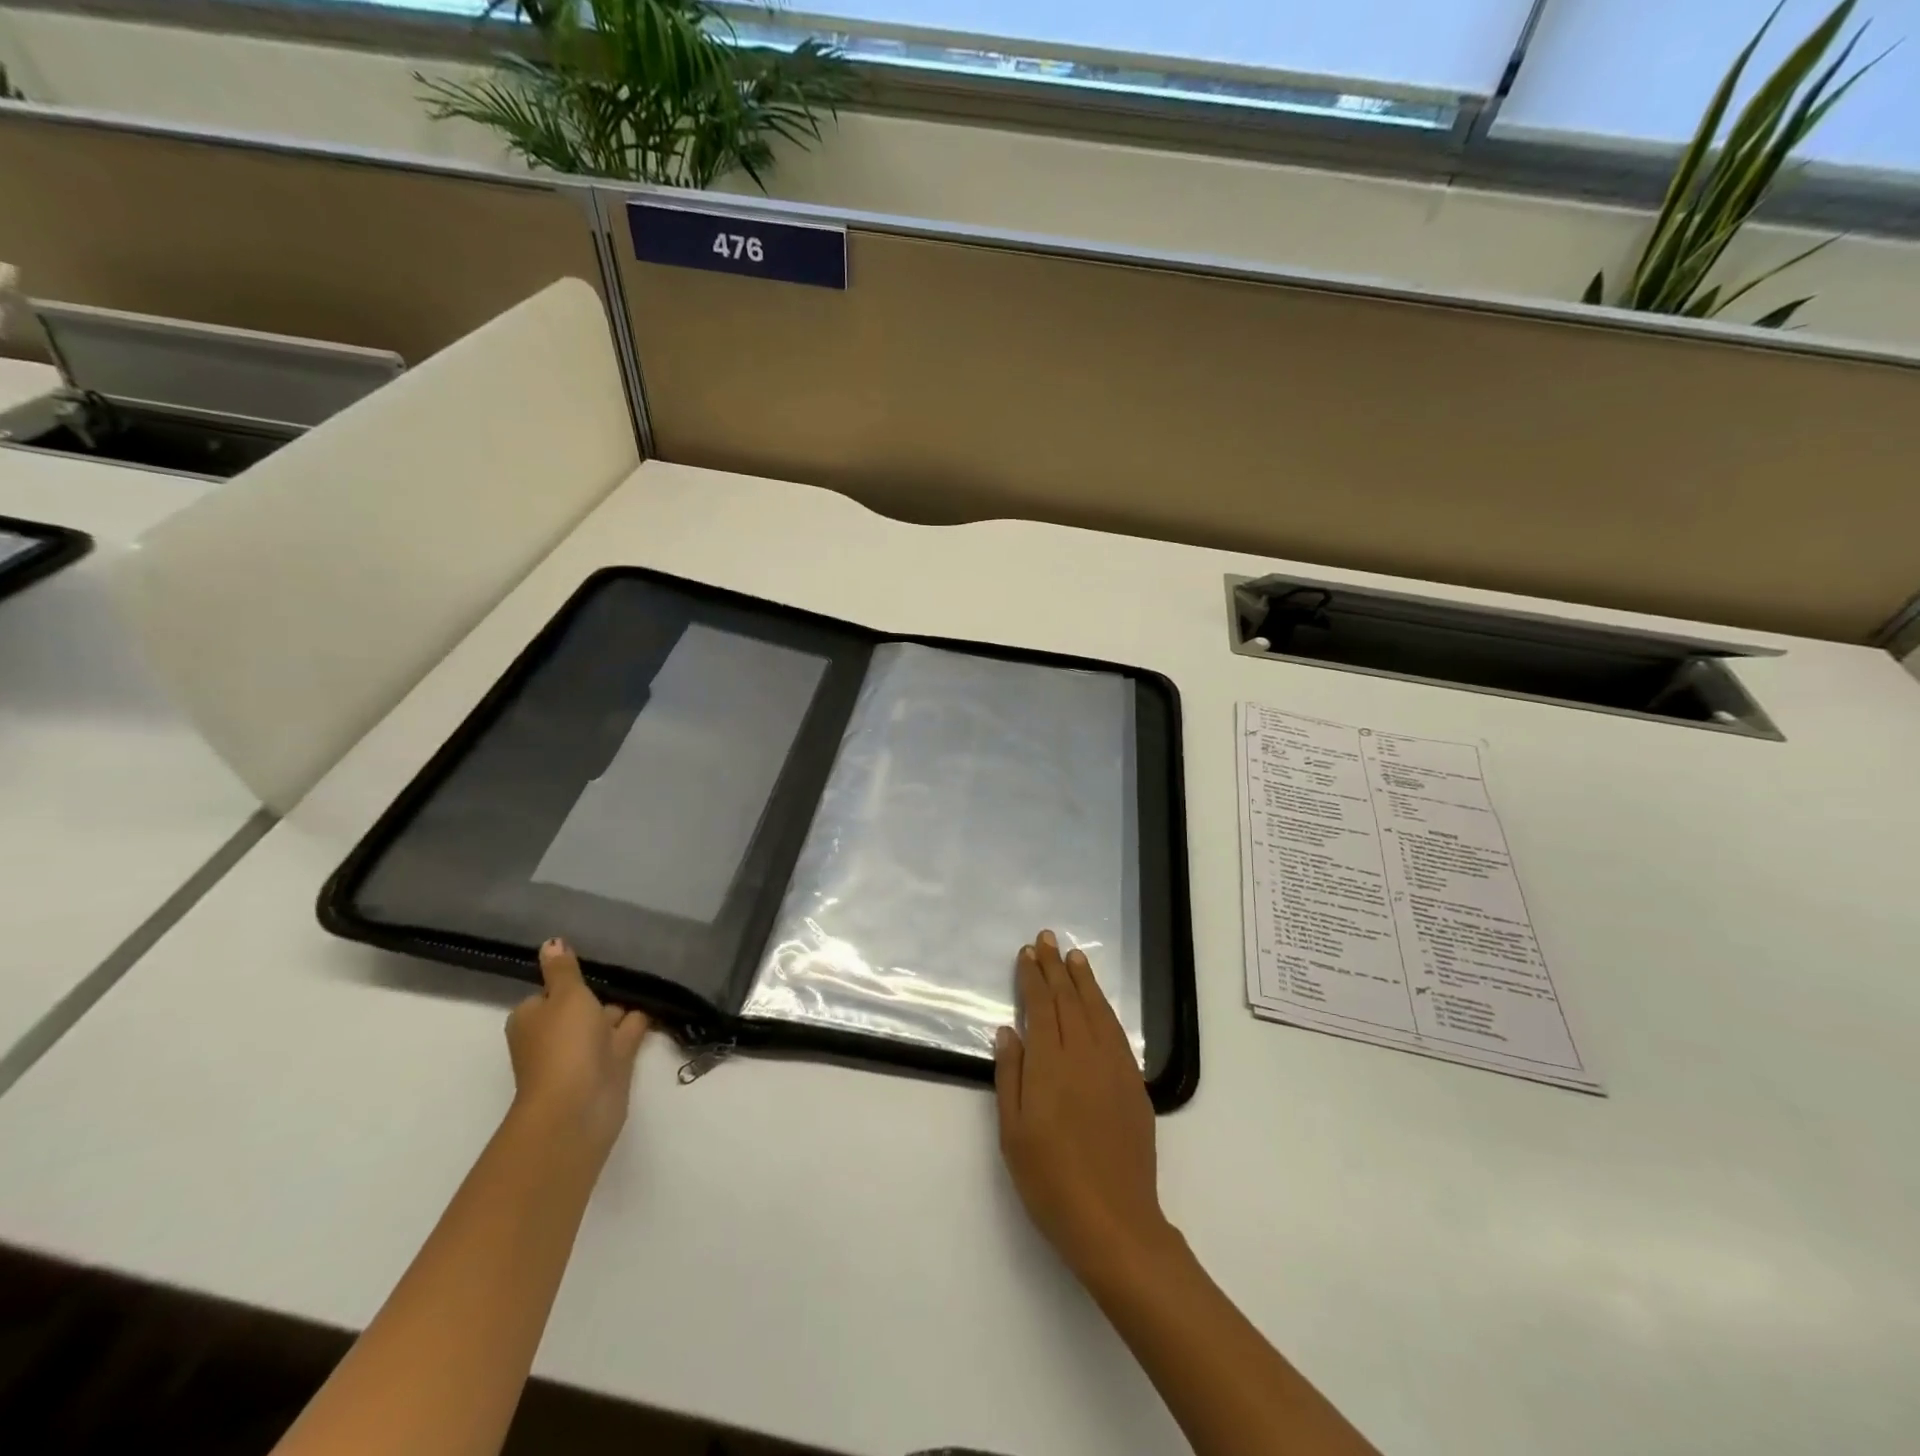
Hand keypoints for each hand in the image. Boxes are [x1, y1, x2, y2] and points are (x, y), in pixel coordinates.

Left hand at [505, 939, 648, 1161]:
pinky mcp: (612, 1065)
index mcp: (534, 1018)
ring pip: (606, 1020)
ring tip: (651, 977)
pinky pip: (627, 1034)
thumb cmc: (564, 1043)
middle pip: (580, 1006)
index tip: (594, 963)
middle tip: (631, 964)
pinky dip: (640, 1020)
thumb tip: (550, 942)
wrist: (578, 1105)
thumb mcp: (564, 995)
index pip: (551, 992)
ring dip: (624, 1006)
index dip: (570, 980)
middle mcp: (556, 1035)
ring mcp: (584, 1052)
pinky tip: (660, 1000)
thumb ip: (563, 969)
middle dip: (600, 993)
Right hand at [995, 929, 1174, 1282]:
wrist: (1114, 1221)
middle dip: (1055, 967)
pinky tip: (1100, 1002)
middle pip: (1068, 1000)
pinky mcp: (1134, 1084)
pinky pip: (1117, 1032)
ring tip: (1075, 957)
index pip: (1040, 1006)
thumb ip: (1011, 1075)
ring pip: (1097, 1010)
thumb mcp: (1014, 1132)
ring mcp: (1114, 1067)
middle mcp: (1084, 1054)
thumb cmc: (1051, 1180)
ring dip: (1084, 980)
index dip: (1032, 977)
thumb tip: (1008, 1030)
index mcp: (1051, 1063)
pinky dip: (1106, 1009)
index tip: (1027, 953)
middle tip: (1047, 938)